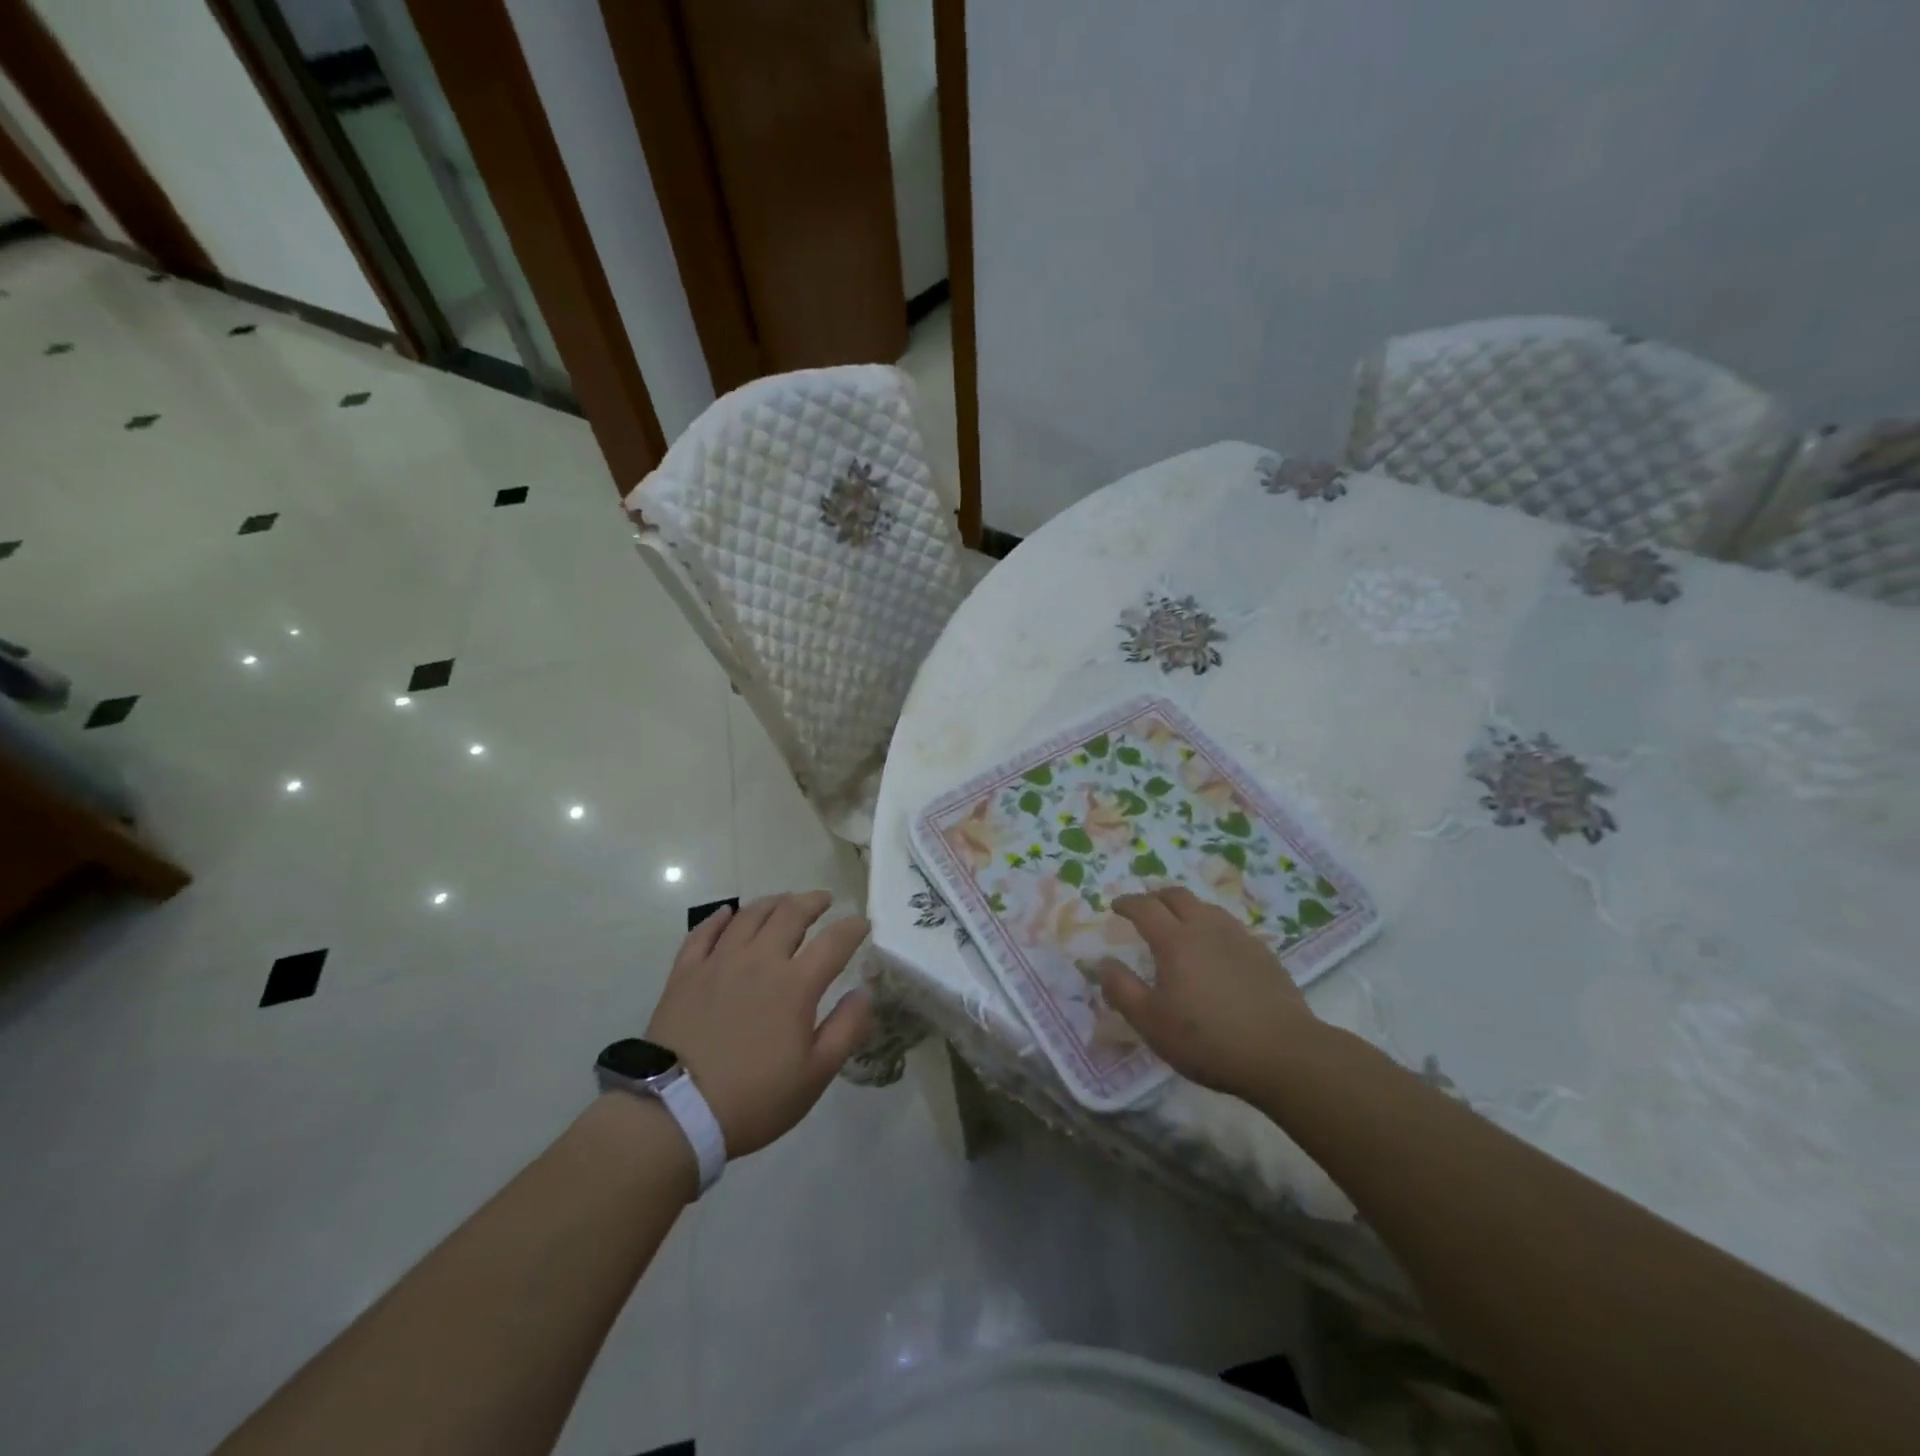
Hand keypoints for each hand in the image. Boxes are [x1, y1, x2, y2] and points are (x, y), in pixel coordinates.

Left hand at [645, 891, 873, 1157]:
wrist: (675, 1113)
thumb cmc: (754, 1098)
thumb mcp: (815, 1075)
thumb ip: (846, 1030)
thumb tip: (863, 994)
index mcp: (795, 985)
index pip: (833, 943)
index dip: (851, 928)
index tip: (862, 922)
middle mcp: (759, 961)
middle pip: (790, 915)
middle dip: (812, 902)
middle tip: (824, 900)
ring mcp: (719, 963)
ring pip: (750, 916)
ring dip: (773, 902)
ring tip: (785, 900)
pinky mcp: (685, 973)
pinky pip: (703, 933)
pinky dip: (719, 918)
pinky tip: (727, 912)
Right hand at [1097, 886, 1319, 1100]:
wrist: (1284, 1053)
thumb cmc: (1208, 1040)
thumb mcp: (1151, 1023)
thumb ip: (1122, 990)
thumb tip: (1102, 963)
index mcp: (1175, 941)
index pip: (1145, 908)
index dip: (1127, 903)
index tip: (1116, 907)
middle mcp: (1206, 928)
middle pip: (1177, 896)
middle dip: (1156, 896)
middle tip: (1144, 908)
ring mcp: (1239, 938)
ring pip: (1206, 907)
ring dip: (1186, 908)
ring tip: (1178, 924)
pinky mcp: (1263, 953)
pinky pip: (1229, 926)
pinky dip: (1211, 926)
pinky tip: (1214, 949)